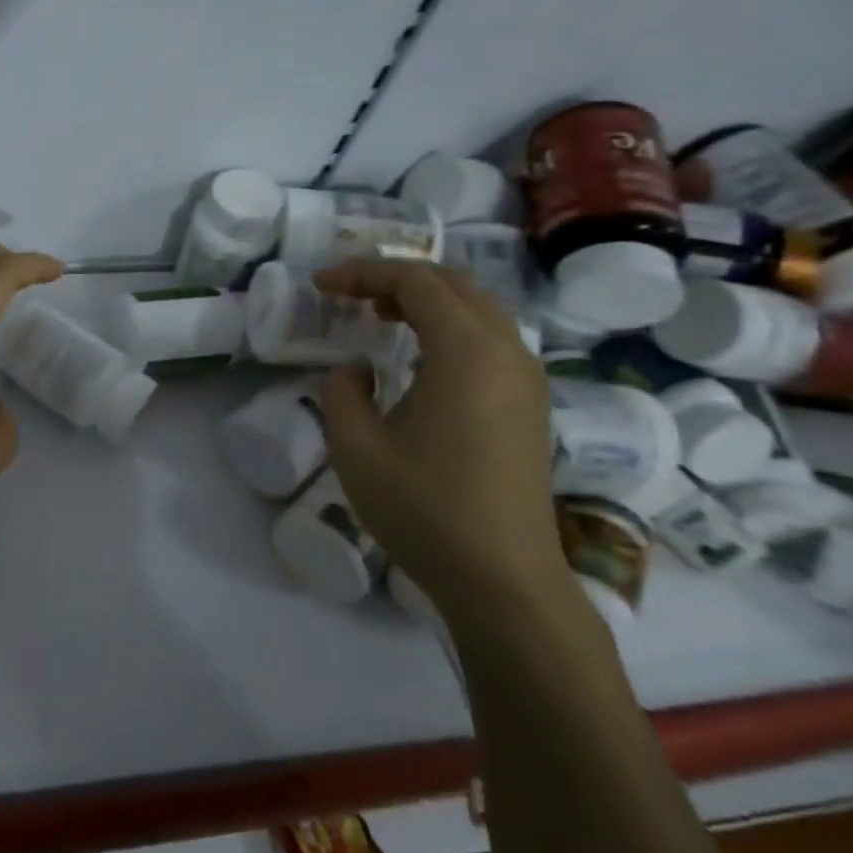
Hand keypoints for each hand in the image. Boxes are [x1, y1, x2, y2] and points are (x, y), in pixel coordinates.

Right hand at [311, 259, 561, 614]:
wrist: (503, 579)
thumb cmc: (424, 507)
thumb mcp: (355, 445)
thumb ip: (342, 390)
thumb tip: (358, 370)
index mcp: (466, 351)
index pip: (415, 281)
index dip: (363, 273)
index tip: (321, 285)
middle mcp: (507, 352)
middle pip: (453, 283)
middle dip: (396, 278)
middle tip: (349, 294)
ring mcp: (527, 379)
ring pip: (478, 308)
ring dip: (426, 300)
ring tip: (378, 316)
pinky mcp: (531, 405)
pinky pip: (490, 338)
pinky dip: (450, 326)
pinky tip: (418, 354)